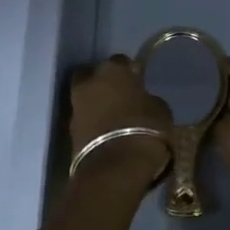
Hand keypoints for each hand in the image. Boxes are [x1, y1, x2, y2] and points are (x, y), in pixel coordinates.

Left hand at [68, 56, 170, 185]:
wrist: (114, 168)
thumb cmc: (144, 130)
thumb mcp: (160, 110)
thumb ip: (147, 98)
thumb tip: (142, 99)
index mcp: (112, 70)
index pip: (121, 61)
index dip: (130, 71)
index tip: (138, 82)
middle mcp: (89, 82)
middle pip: (93, 75)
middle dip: (104, 82)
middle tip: (120, 95)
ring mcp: (76, 106)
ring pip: (86, 97)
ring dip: (97, 104)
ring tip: (114, 117)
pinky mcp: (69, 131)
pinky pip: (84, 119)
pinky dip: (93, 122)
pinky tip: (106, 132)